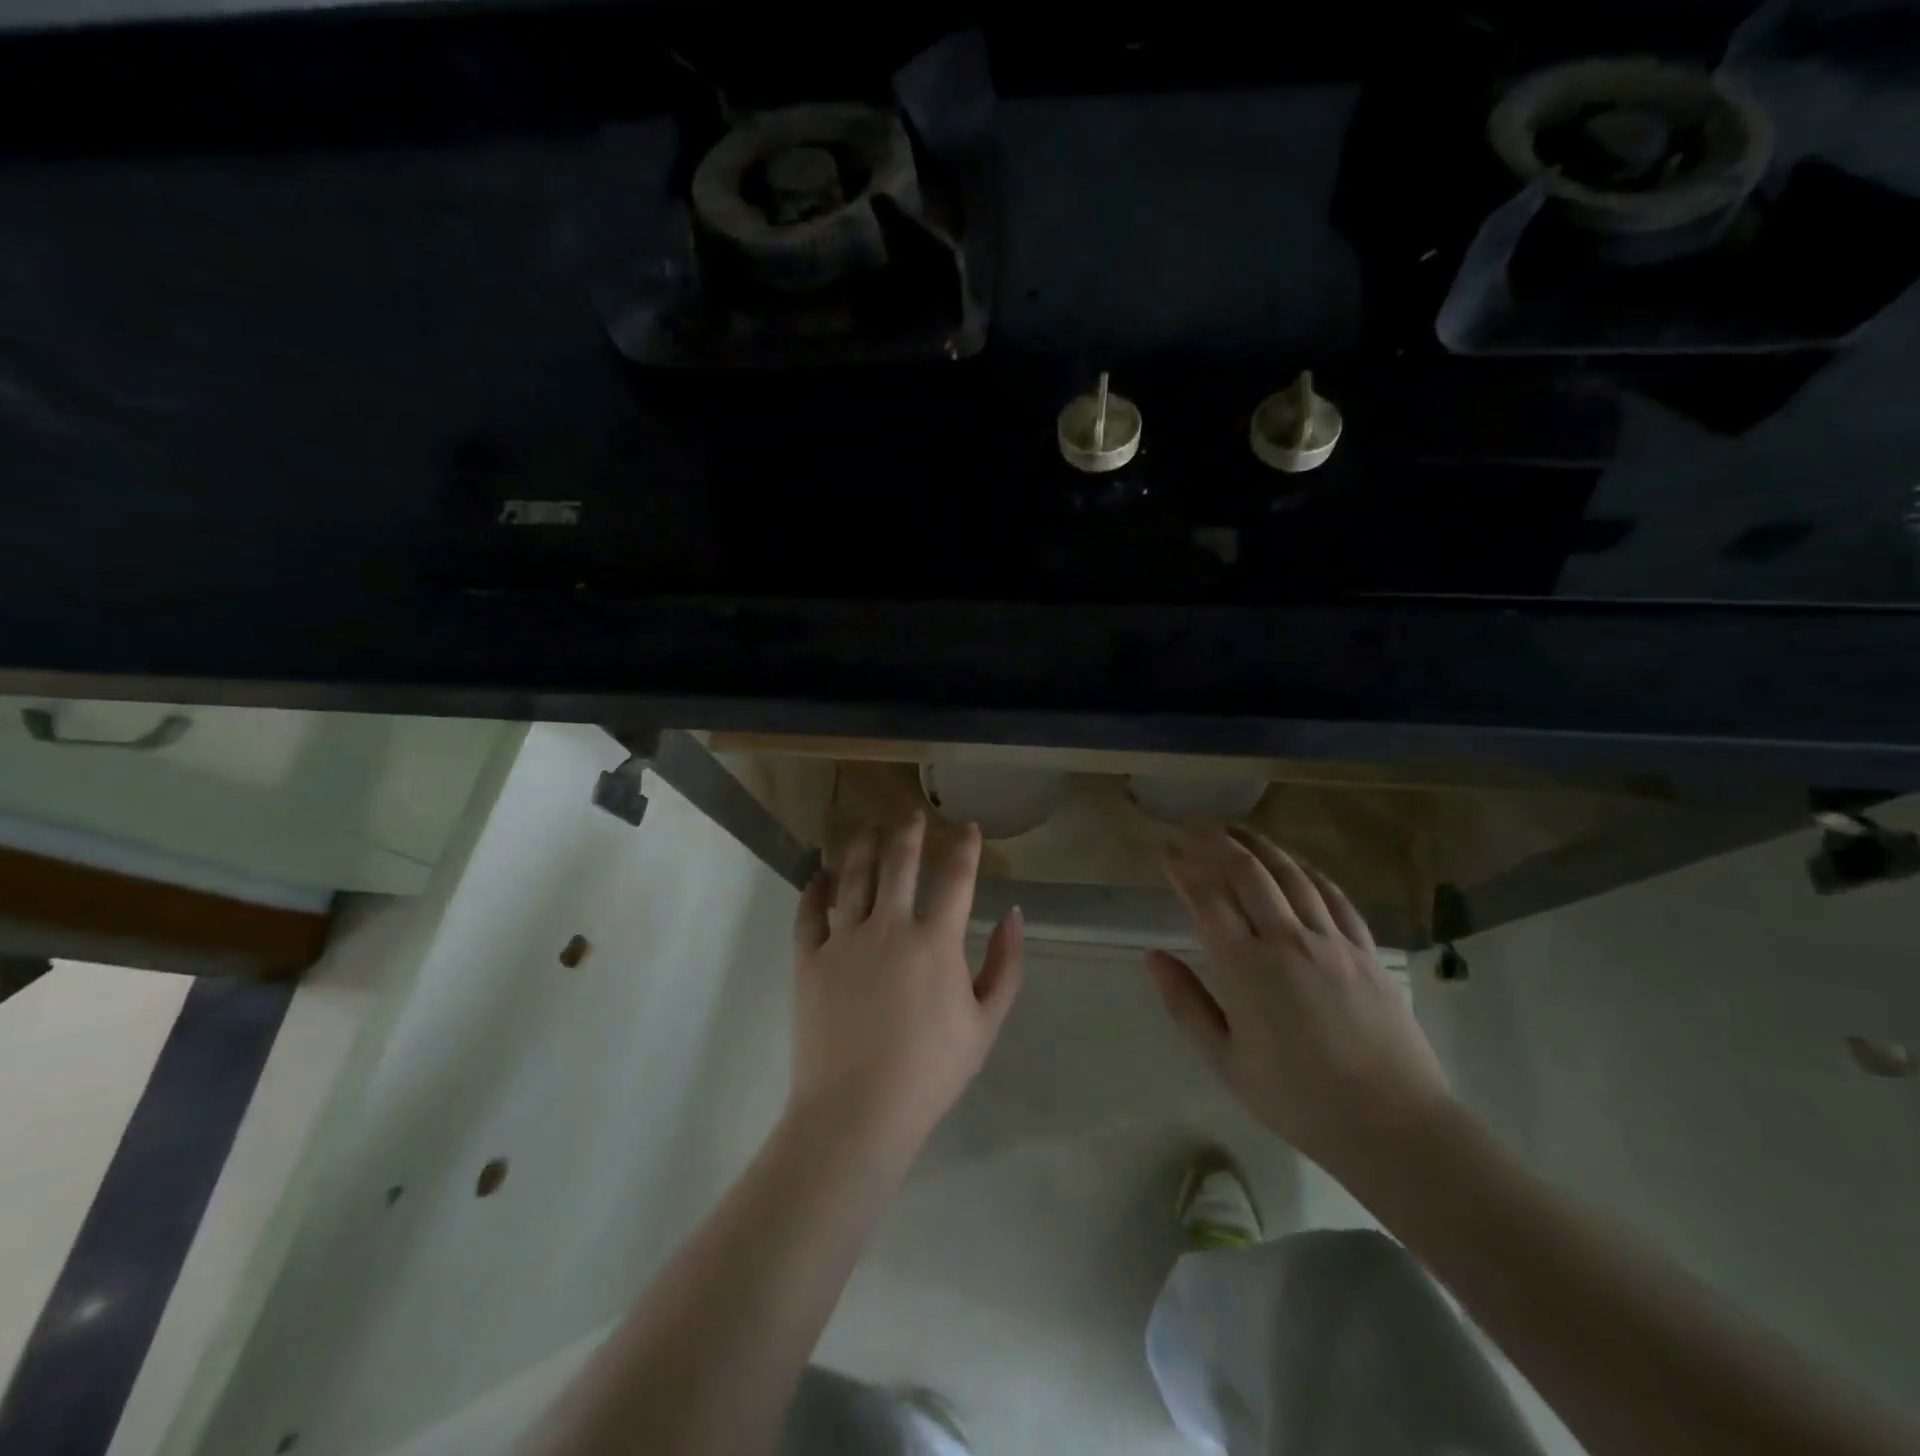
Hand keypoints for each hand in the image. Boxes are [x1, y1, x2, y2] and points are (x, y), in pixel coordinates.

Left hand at [790, 814, 1024, 1155]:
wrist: (858, 1110)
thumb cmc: (930, 1071)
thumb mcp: (985, 1024)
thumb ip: (1005, 966)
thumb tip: (1014, 916)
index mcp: (935, 941)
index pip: (955, 878)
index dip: (964, 848)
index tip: (967, 828)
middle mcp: (888, 926)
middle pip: (899, 864)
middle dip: (908, 834)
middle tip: (910, 816)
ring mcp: (844, 940)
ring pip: (852, 877)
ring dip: (862, 848)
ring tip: (867, 830)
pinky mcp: (809, 958)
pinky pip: (809, 912)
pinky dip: (814, 888)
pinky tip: (819, 874)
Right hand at [1148, 824, 1455, 1185]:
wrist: (1393, 1126)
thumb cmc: (1298, 1099)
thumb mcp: (1226, 1062)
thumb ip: (1186, 1004)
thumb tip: (1152, 956)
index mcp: (1247, 968)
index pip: (1206, 898)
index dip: (1182, 868)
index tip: (1164, 851)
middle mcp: (1288, 940)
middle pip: (1246, 871)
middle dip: (1214, 841)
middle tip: (1191, 827)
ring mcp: (1332, 941)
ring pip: (1290, 873)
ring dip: (1258, 845)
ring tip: (1235, 830)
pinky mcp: (1366, 950)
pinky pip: (1334, 896)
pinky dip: (1308, 871)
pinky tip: (1295, 864)